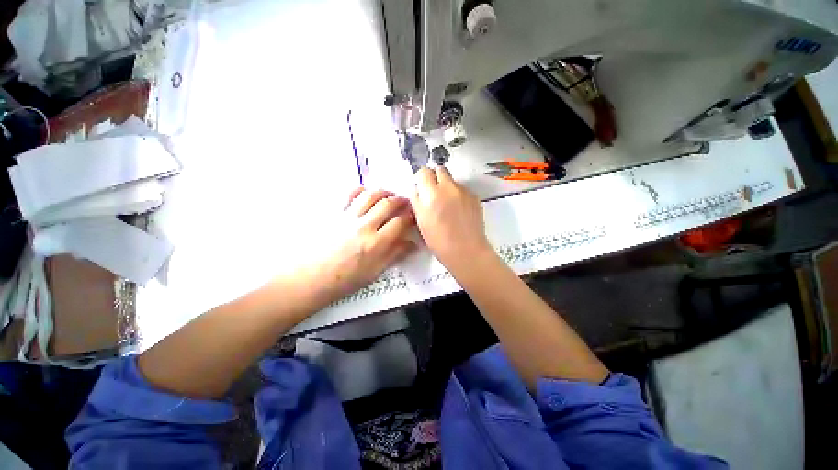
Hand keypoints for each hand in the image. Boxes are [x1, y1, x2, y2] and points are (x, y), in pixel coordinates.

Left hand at [305, 188, 415, 302]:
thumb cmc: (345, 280)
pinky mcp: (333, 213)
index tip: (413, 216)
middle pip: (388, 204)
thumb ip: (395, 255)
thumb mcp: (375, 272)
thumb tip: (412, 244)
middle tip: (405, 202)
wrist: (310, 278)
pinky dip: (360, 189)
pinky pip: (348, 194)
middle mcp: (364, 226)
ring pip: (370, 195)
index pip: (400, 222)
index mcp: (376, 243)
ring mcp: (347, 217)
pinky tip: (365, 192)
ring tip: (389, 194)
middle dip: (400, 200)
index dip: (411, 217)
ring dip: (384, 192)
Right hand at [411, 167, 492, 271]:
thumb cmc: (439, 241)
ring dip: (447, 187)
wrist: (466, 250)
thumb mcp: (421, 221)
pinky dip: (458, 195)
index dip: (421, 178)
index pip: (423, 171)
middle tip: (434, 193)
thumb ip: (417, 201)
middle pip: (440, 169)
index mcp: (431, 194)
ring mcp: (464, 191)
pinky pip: (463, 189)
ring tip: (448, 205)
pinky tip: (459, 210)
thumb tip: (418, 189)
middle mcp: (448, 187)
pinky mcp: (475, 196)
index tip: (422, 187)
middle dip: (435, 177)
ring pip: (452, 180)